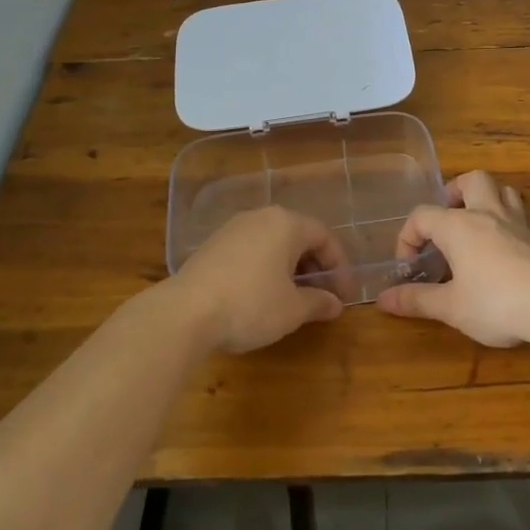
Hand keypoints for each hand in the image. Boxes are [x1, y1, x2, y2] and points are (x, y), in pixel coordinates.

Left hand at [166, 206, 346, 353]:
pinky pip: (252, 250)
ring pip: (273, 243)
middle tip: (323, 295)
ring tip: (295, 297)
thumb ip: (318, 302)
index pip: (324, 237)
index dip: (340, 266)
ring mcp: (233, 228)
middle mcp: (261, 217)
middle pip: (298, 236)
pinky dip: (266, 268)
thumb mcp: (292, 309)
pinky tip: (263, 294)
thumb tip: (336, 304)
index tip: (345, 294)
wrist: (184, 313)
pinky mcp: (212, 245)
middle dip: (315, 266)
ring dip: (290, 267)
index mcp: (286, 224)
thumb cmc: (250, 305)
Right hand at [376, 170, 529, 346]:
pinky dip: (517, 226)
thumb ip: (417, 300)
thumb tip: (382, 300)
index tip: (408, 264)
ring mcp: (520, 224)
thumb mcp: (450, 307)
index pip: (422, 216)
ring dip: (490, 201)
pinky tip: (512, 246)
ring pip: (506, 192)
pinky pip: (528, 220)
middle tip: (448, 217)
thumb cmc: (495, 302)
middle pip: (473, 180)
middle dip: (456, 192)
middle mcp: (488, 214)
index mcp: (458, 226)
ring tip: (479, 225)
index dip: (408, 236)